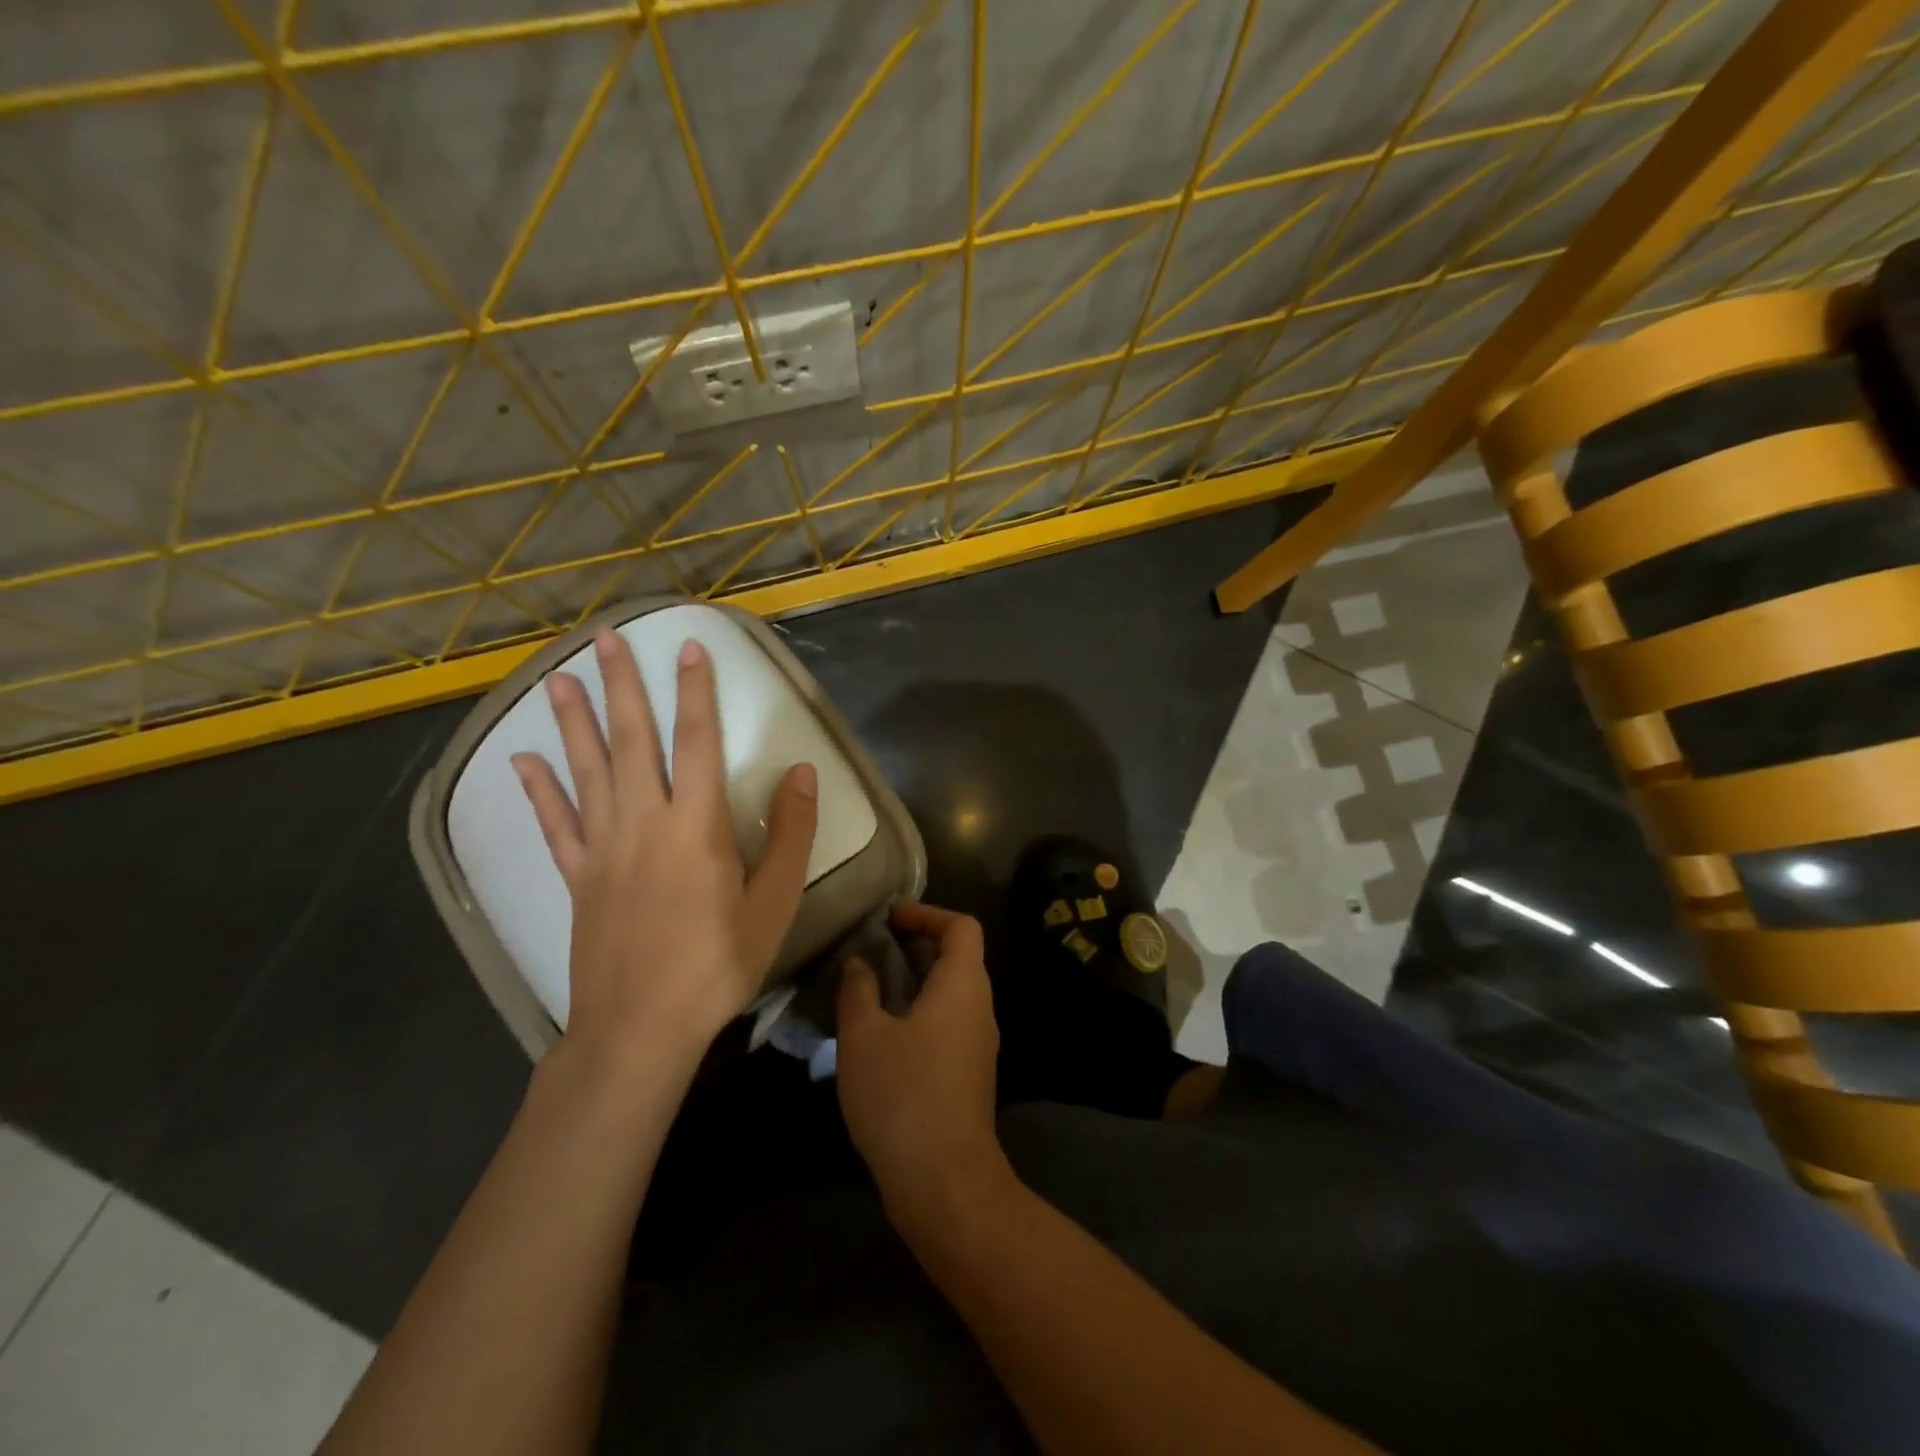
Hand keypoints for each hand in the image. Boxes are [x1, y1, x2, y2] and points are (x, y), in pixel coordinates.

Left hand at [512, 629, 818, 1075]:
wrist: (640, 1027)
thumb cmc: (718, 963)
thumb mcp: (774, 902)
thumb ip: (790, 834)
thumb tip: (800, 773)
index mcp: (696, 826)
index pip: (696, 741)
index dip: (695, 692)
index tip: (689, 648)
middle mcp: (643, 823)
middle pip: (631, 742)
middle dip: (621, 687)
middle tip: (604, 639)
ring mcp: (602, 849)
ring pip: (586, 771)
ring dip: (573, 722)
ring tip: (560, 678)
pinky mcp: (578, 878)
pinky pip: (555, 825)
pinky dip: (539, 791)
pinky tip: (522, 761)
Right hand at [836, 903, 1006, 1221]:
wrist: (944, 1180)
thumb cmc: (903, 1094)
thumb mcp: (863, 1036)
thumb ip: (858, 990)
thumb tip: (860, 963)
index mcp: (964, 985)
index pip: (961, 926)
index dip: (927, 913)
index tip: (889, 919)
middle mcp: (981, 1006)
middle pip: (960, 956)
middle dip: (918, 945)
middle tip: (874, 949)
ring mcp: (980, 1043)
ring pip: (953, 992)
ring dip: (917, 980)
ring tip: (872, 988)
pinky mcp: (971, 1073)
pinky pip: (950, 1022)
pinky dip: (921, 1011)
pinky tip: (884, 1033)